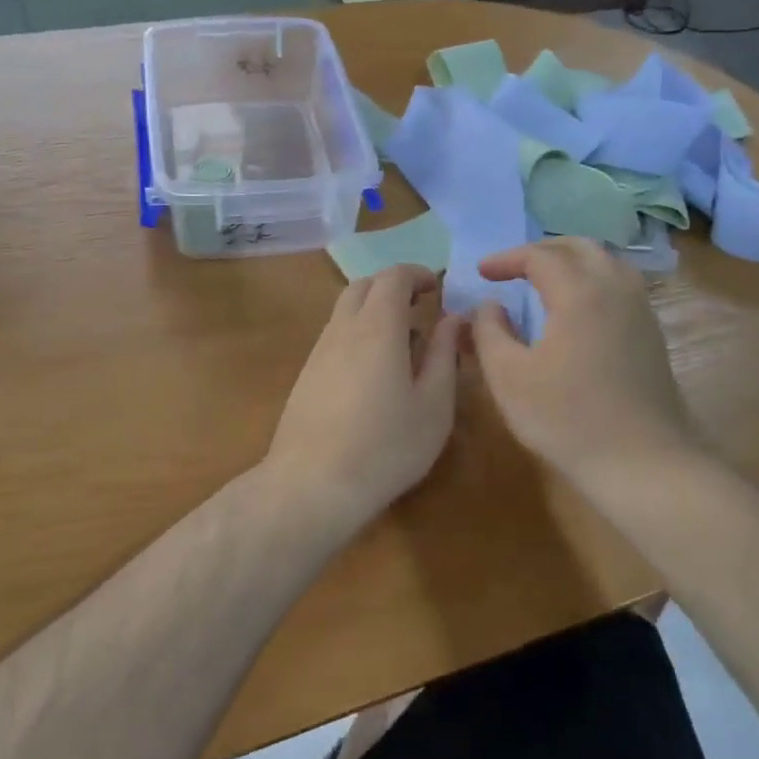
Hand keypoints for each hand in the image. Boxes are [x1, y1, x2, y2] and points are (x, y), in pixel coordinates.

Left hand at [263, 266, 462, 535]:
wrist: (312, 485)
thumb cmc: (386, 446)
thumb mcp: (434, 405)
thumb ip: (444, 354)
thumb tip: (453, 319)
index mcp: (377, 327)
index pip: (393, 276)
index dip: (417, 274)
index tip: (438, 288)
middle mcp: (342, 330)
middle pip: (362, 286)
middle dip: (392, 287)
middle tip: (420, 309)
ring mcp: (318, 353)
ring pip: (344, 312)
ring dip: (373, 312)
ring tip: (402, 346)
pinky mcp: (305, 376)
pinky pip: (334, 337)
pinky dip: (357, 335)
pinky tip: (373, 375)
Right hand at [471, 239, 695, 494]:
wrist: (642, 462)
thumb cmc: (566, 418)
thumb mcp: (508, 376)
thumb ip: (489, 332)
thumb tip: (489, 306)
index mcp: (580, 293)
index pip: (539, 256)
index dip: (506, 259)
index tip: (482, 273)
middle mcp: (616, 289)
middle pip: (579, 247)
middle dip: (541, 250)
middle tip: (513, 268)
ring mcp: (641, 310)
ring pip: (606, 262)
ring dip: (571, 262)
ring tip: (544, 281)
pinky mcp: (652, 333)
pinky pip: (620, 285)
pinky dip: (592, 280)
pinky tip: (577, 310)